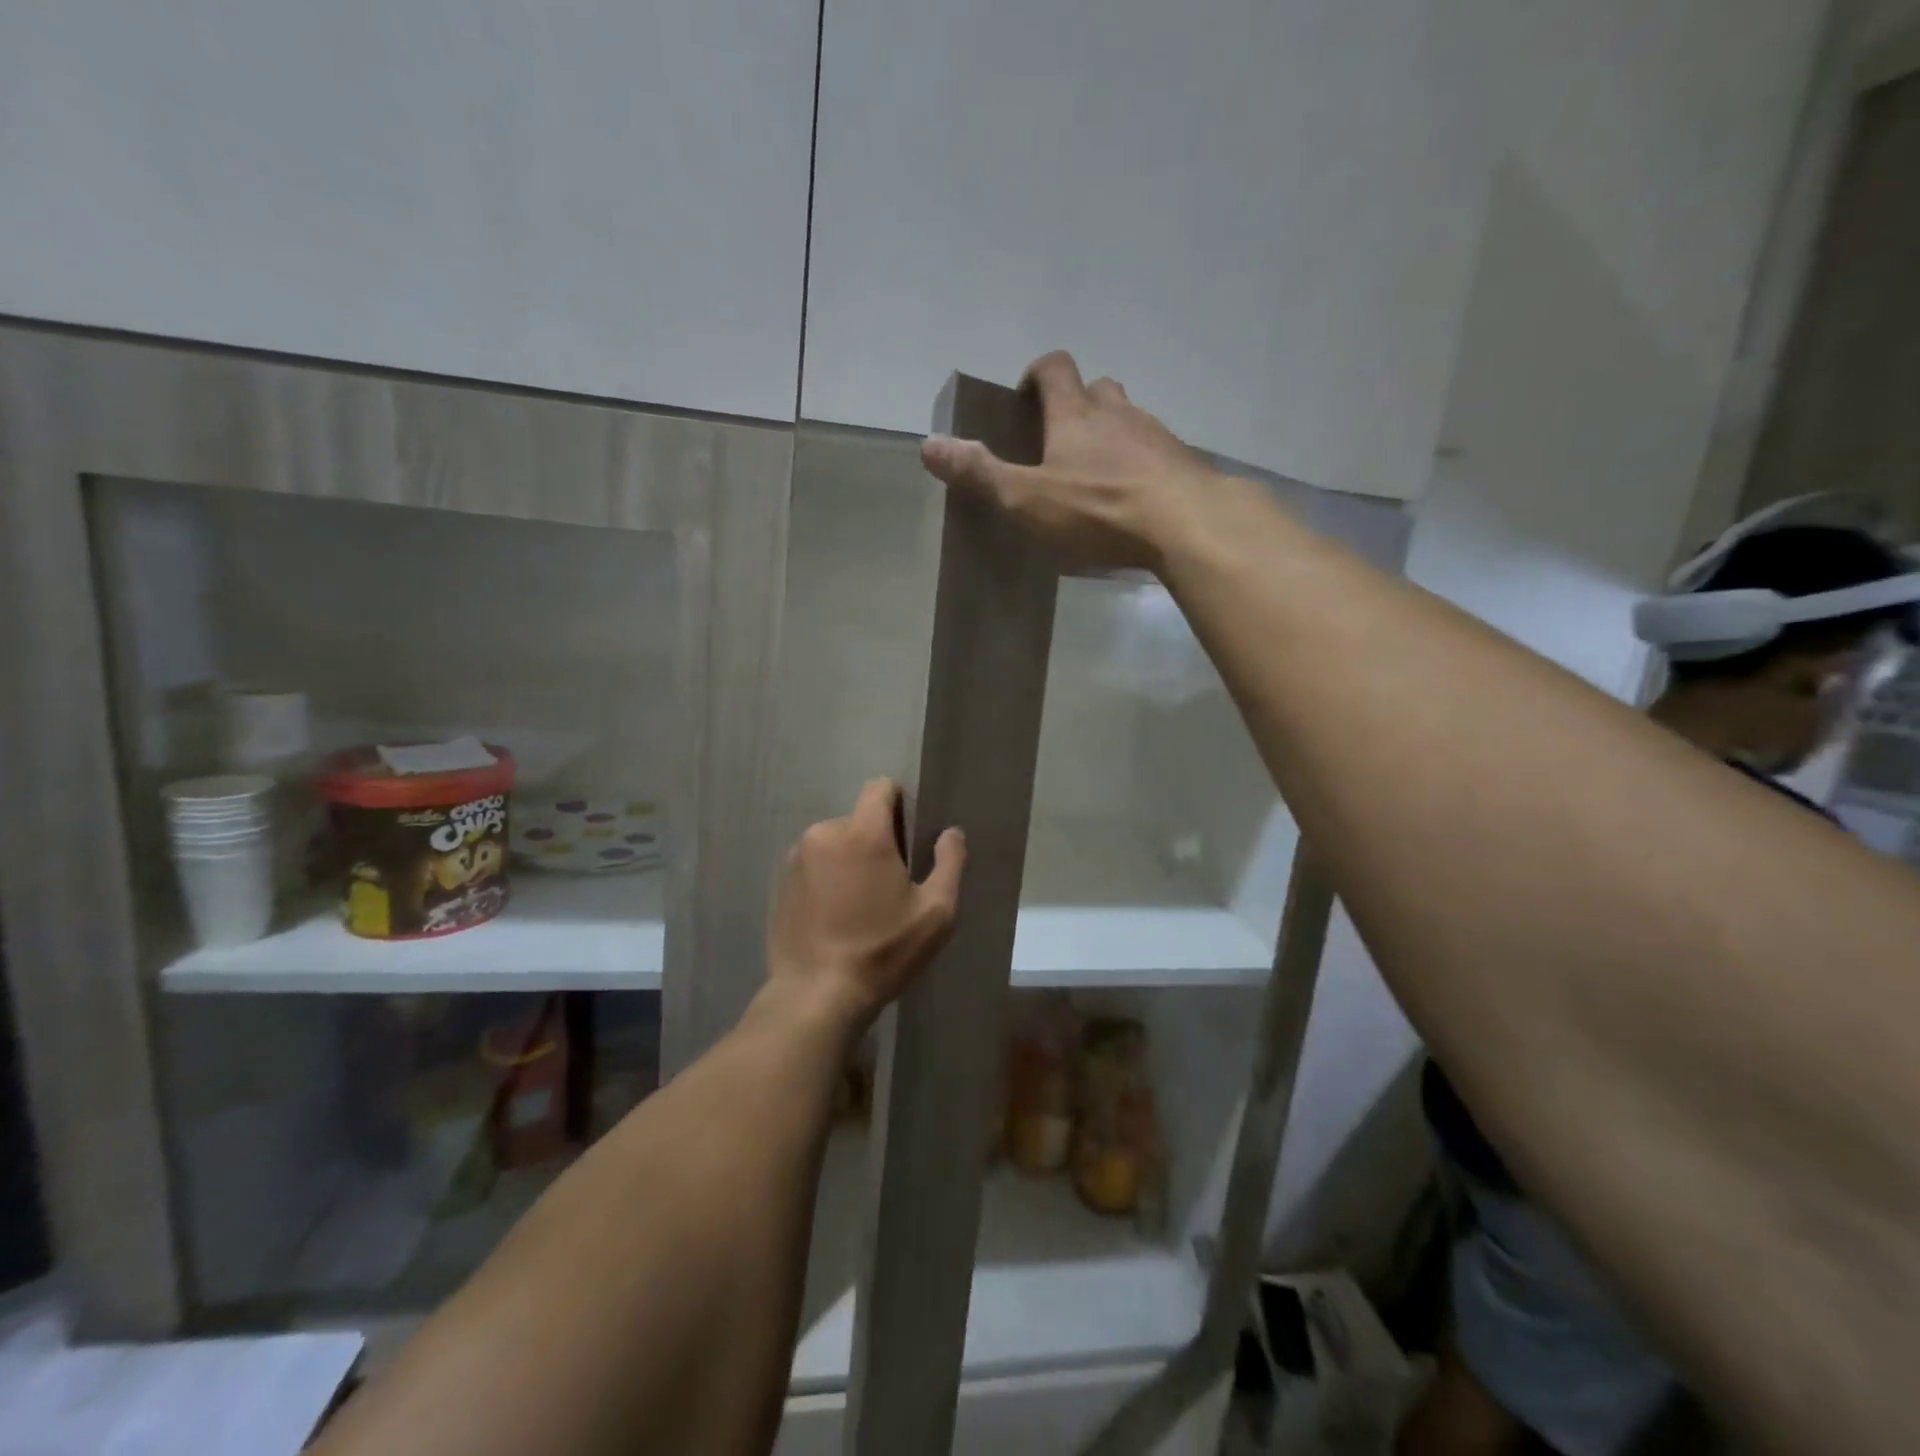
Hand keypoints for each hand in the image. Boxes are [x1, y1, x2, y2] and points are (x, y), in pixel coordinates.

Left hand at [766, 779, 965, 1035]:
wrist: (815, 997)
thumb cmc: (883, 951)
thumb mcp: (936, 913)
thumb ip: (949, 862)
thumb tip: (951, 832)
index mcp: (863, 833)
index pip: (880, 788)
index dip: (900, 804)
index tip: (910, 838)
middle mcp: (824, 834)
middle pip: (859, 820)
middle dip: (877, 841)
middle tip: (890, 886)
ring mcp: (796, 858)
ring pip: (835, 843)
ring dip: (850, 861)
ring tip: (860, 906)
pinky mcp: (780, 883)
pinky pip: (813, 865)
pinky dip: (827, 879)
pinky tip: (835, 917)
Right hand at [919, 351, 1227, 571]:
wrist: (1188, 523)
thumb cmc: (1100, 509)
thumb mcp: (1028, 499)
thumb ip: (980, 473)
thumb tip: (928, 445)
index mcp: (1076, 415)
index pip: (1055, 368)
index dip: (1037, 374)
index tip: (1026, 396)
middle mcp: (1118, 413)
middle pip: (1097, 389)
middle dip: (1077, 404)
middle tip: (1061, 439)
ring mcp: (1156, 436)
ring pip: (1130, 419)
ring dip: (1112, 434)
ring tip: (1097, 474)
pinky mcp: (1183, 463)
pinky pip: (1156, 453)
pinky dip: (1141, 465)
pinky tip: (1135, 498)